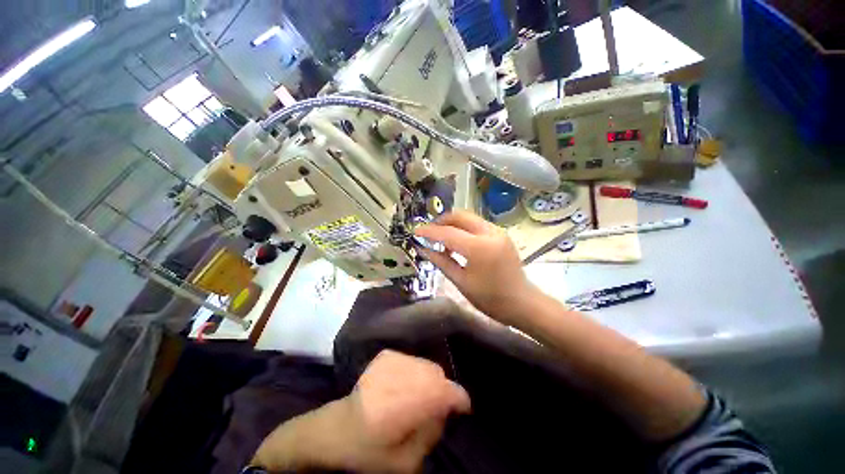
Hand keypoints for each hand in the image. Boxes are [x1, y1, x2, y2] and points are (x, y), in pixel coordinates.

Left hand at [251, 350, 469, 472]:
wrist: (335, 429)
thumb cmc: (368, 452)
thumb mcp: (405, 463)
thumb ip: (431, 434)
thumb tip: (446, 410)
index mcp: (406, 404)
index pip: (446, 391)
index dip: (459, 399)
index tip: (463, 408)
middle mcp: (402, 376)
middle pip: (437, 374)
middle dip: (442, 390)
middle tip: (435, 406)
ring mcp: (393, 361)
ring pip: (425, 365)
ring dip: (428, 380)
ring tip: (418, 396)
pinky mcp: (386, 356)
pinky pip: (412, 361)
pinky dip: (414, 372)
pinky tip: (404, 385)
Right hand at [414, 211, 538, 323]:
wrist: (522, 302)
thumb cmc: (490, 299)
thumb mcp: (461, 282)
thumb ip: (441, 262)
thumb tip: (424, 249)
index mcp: (479, 248)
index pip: (448, 233)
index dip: (430, 231)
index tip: (416, 231)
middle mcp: (490, 233)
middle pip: (460, 216)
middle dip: (441, 221)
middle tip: (429, 233)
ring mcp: (498, 231)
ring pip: (469, 217)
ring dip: (452, 224)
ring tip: (442, 239)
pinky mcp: (501, 234)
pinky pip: (477, 224)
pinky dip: (464, 228)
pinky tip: (458, 242)